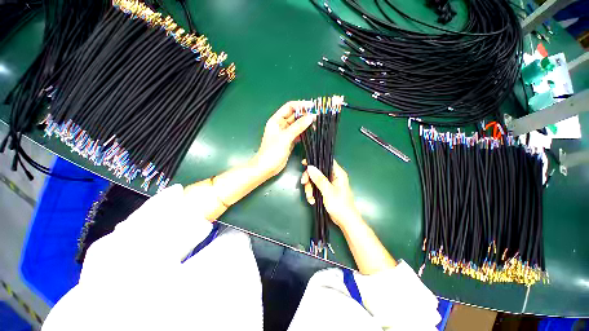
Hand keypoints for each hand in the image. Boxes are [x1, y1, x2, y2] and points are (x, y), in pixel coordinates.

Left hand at [253, 101, 314, 178]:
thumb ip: (298, 127)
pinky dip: (304, 132)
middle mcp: (281, 125)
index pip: (289, 107)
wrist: (267, 167)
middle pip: (294, 116)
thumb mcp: (285, 137)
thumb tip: (310, 117)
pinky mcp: (289, 141)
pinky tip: (311, 132)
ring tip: (316, 124)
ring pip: (297, 125)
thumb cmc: (272, 151)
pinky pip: (298, 134)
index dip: (300, 105)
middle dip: (305, 115)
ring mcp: (286, 134)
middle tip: (317, 116)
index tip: (312, 106)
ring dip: (305, 124)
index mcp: (276, 120)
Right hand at [300, 159, 362, 228]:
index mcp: (337, 173)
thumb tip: (310, 167)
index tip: (304, 164)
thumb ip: (319, 179)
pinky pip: (315, 188)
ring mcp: (329, 184)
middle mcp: (333, 177)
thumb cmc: (340, 205)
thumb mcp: (328, 191)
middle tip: (303, 183)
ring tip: (310, 198)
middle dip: (309, 179)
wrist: (345, 221)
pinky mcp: (325, 191)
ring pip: (314, 181)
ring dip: (310, 189)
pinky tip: (312, 201)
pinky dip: (312, 194)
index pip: (325, 161)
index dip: (315, 161)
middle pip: (317, 172)